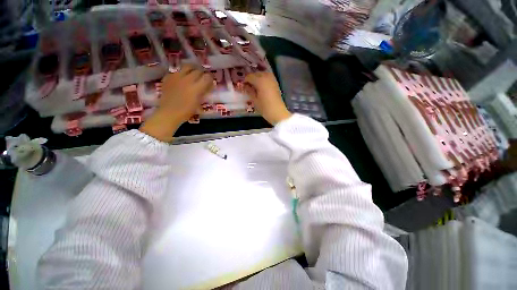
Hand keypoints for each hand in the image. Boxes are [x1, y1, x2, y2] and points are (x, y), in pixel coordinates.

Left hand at [140, 64, 213, 141]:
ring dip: (192, 70)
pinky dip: (181, 73)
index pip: (207, 77)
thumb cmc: (187, 111)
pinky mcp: (168, 77)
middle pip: (198, 70)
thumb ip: (204, 92)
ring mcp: (176, 77)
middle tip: (202, 78)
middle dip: (202, 74)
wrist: (169, 113)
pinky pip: (177, 71)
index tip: (211, 81)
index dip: (210, 78)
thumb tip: (209, 86)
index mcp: (196, 88)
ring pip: (187, 67)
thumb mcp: (199, 103)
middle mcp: (187, 79)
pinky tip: (181, 80)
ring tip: (192, 74)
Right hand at [244, 72, 291, 124]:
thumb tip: (245, 86)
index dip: (245, 81)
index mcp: (260, 80)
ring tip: (254, 86)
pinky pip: (268, 78)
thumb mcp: (255, 100)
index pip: (249, 76)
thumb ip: (249, 91)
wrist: (278, 112)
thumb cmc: (265, 108)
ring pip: (262, 74)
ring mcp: (272, 79)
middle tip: (248, 86)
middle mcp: (266, 77)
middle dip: (251, 78)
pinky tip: (261, 86)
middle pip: (256, 74)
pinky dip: (263, 80)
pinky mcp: (276, 83)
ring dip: (258, 78)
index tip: (242, 86)